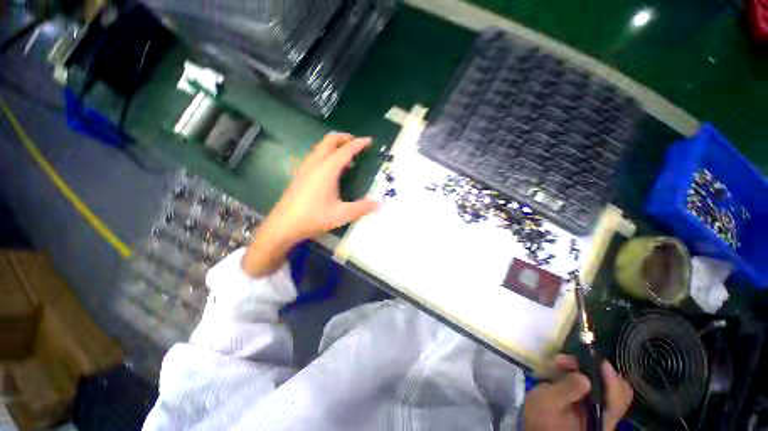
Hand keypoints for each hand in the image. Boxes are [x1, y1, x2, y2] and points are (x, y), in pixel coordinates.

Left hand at [242, 133, 378, 276]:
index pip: (346, 150)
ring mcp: (305, 168)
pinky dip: (325, 153)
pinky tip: (329, 167)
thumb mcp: (342, 214)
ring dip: (333, 144)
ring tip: (345, 154)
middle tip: (356, 142)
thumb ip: (362, 208)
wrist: (284, 225)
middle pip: (329, 141)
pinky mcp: (299, 174)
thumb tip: (379, 204)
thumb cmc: (314, 218)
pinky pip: (314, 155)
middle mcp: (315, 164)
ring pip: (320, 146)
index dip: (359, 143)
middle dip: (344, 138)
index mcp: (327, 170)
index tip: (369, 140)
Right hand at [523, 355, 632, 430]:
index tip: (589, 357)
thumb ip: (567, 388)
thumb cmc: (541, 418)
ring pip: (599, 384)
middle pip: (612, 386)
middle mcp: (606, 414)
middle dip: (589, 367)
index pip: (619, 393)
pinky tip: (558, 372)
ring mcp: (597, 410)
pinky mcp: (586, 407)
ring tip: (557, 363)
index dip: (608, 373)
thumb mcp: (548, 401)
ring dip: (578, 369)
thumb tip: (584, 376)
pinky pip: (588, 387)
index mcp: (602, 418)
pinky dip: (574, 376)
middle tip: (567, 359)